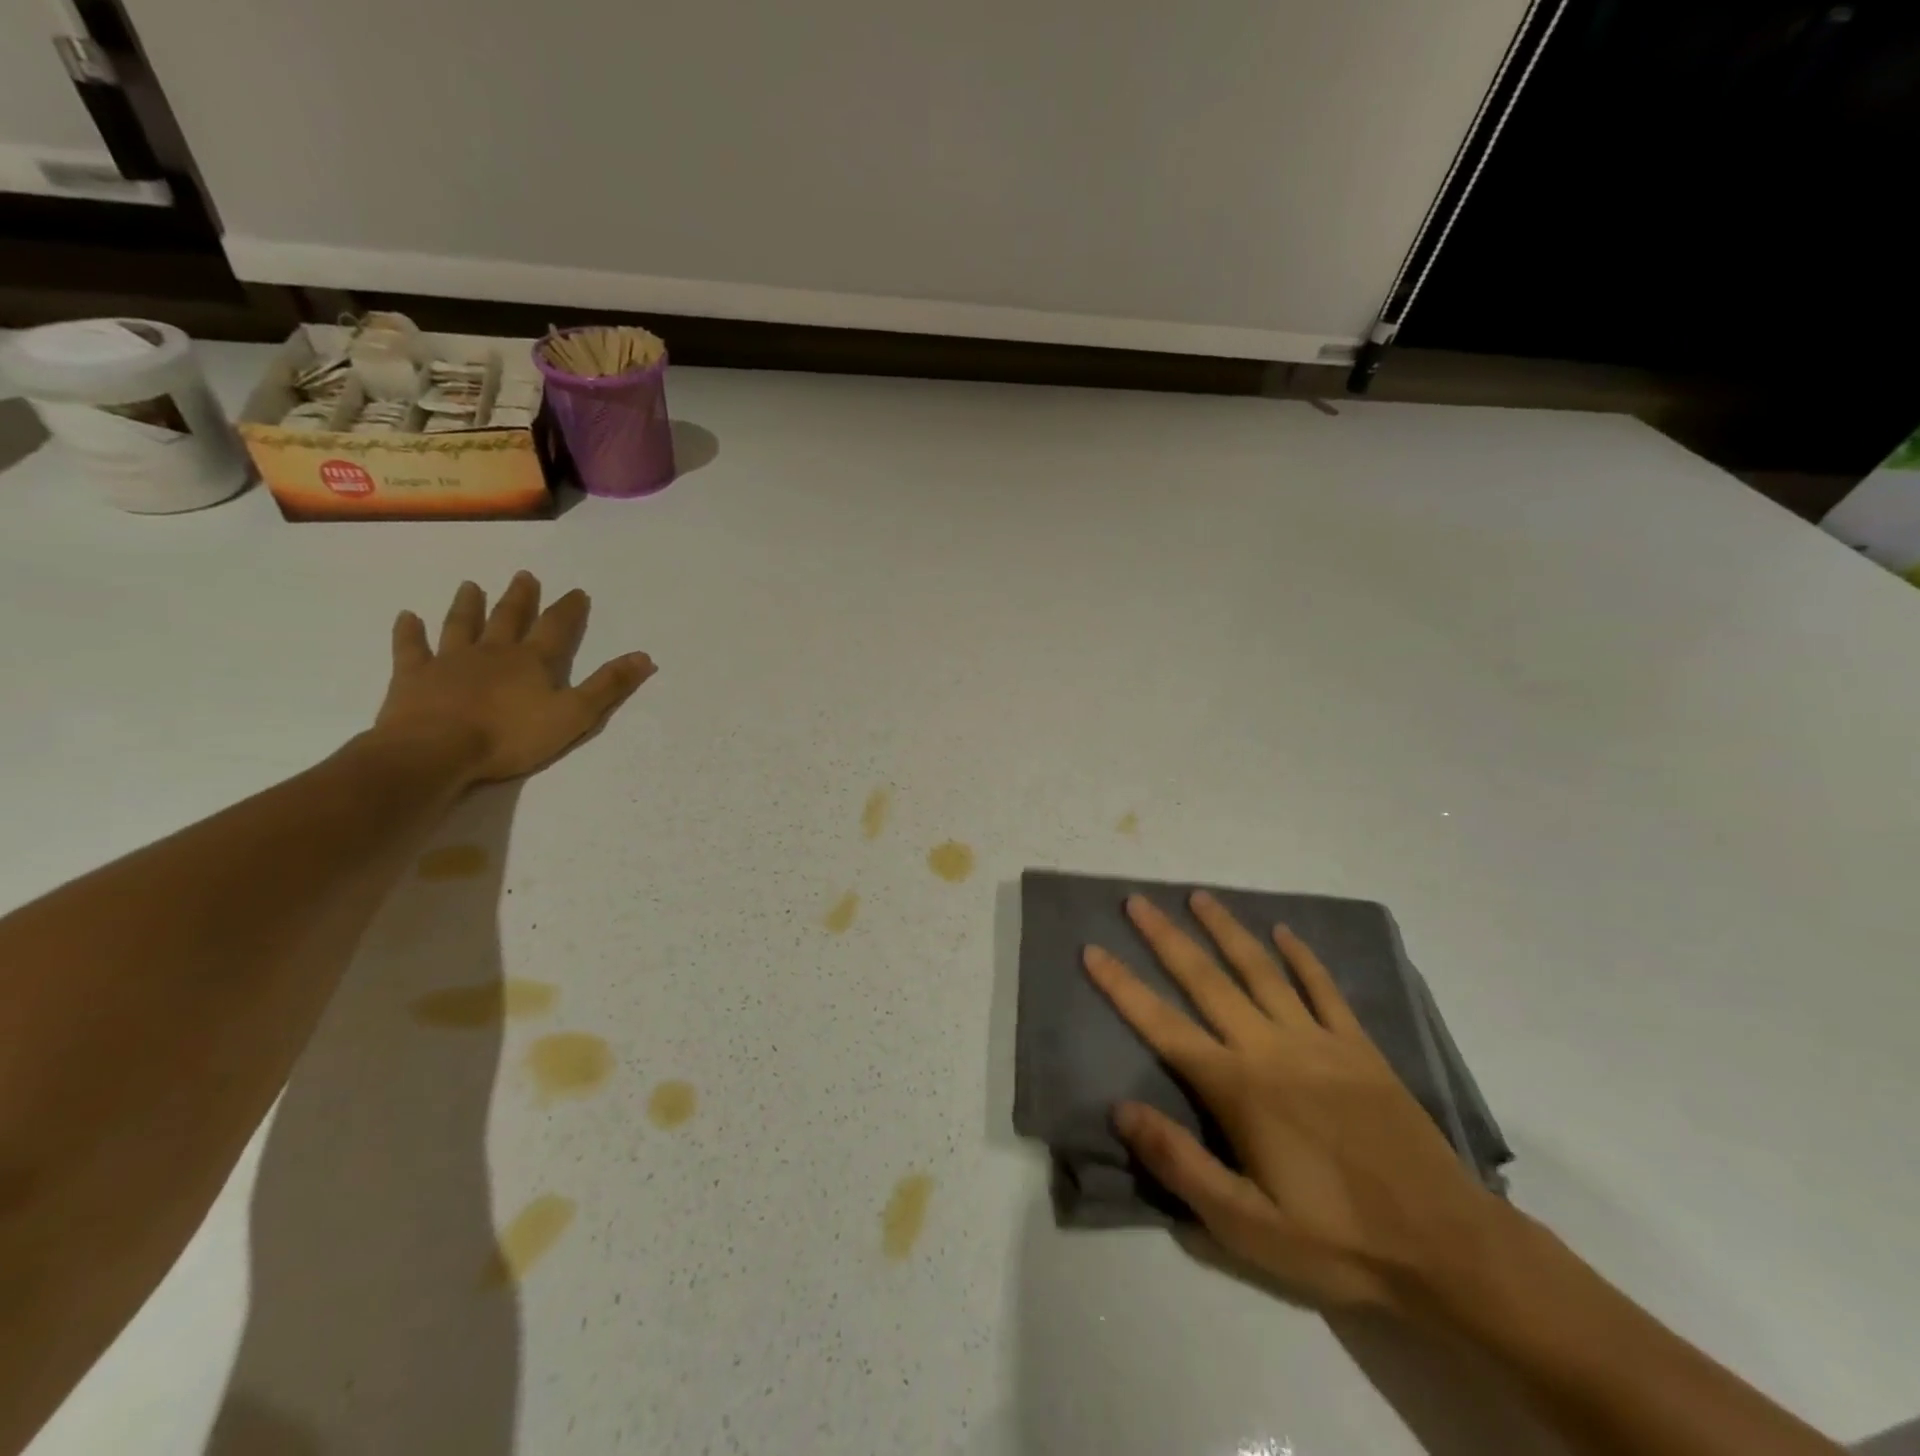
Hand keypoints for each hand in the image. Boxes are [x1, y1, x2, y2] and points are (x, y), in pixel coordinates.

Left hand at [374, 572, 654, 782]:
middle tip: (525, 576)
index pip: (556, 628)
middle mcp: (492, 652)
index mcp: (532, 662)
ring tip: (470, 585)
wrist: (436, 750)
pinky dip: (409, 632)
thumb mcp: (574, 715)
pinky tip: (407, 617)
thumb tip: (644, 657)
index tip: (577, 592)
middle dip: (520, 598)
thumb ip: (608, 686)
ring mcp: (449, 661)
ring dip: (468, 605)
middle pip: (509, 618)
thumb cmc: (510, 736)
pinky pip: (411, 648)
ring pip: (461, 625)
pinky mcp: (414, 677)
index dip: (569, 610)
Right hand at [1084, 892, 1504, 1314]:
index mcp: (1238, 1088)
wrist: (1447, 1247)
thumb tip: (1121, 1110)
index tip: (1092, 950)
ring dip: (1226, 930)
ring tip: (1199, 896)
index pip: (1164, 1026)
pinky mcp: (1359, 1048)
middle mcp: (1270, 1048)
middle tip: (1136, 901)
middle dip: (1166, 938)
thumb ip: (1180, 1162)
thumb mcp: (1246, 1225)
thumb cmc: (1336, 1238)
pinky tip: (1284, 932)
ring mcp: (1319, 1041)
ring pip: (1261, 970)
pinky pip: (1324, 989)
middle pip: (1207, 980)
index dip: (1123, 987)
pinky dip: (1302, 957)